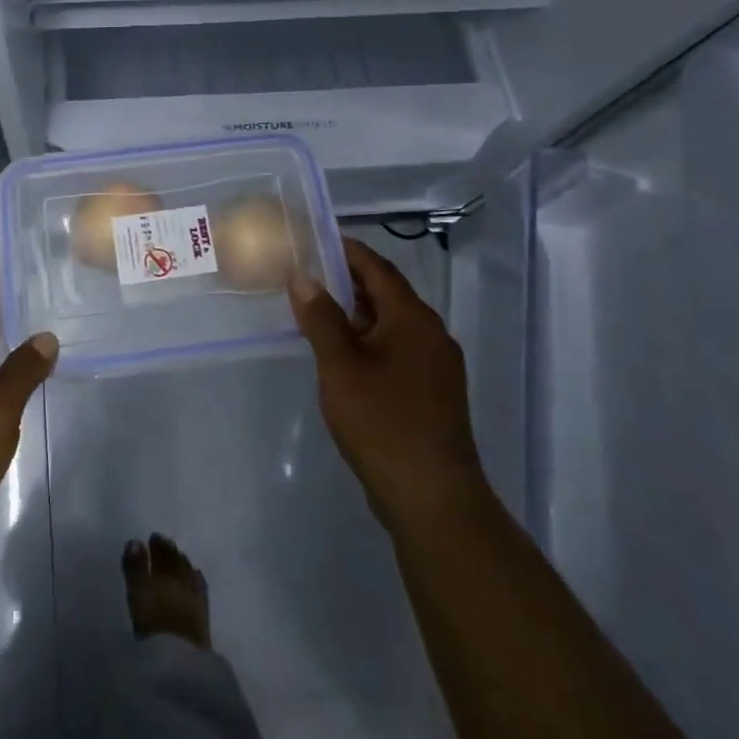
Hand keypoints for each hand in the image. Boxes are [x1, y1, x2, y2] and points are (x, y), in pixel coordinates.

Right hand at [289, 237, 490, 531]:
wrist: (433, 500)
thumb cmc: (383, 423)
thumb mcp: (340, 366)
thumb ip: (321, 318)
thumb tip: (303, 277)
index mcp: (413, 319)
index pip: (378, 268)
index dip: (347, 250)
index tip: (316, 238)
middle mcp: (431, 335)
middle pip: (388, 294)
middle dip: (349, 280)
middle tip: (309, 272)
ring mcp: (436, 366)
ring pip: (392, 324)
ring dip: (358, 312)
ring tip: (318, 309)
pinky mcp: (433, 393)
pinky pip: (398, 349)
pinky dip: (369, 339)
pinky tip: (344, 354)